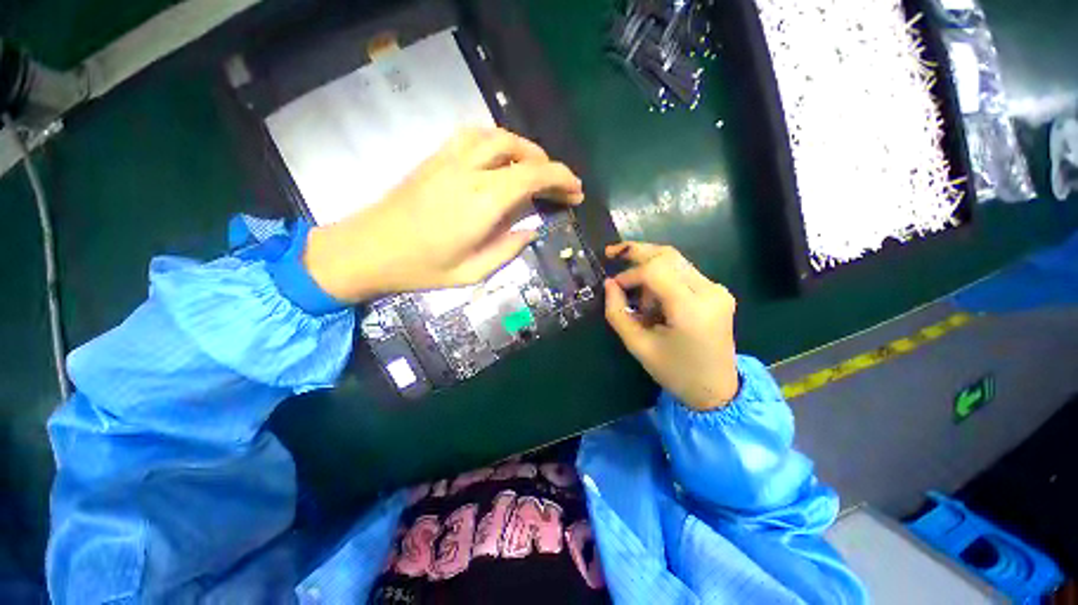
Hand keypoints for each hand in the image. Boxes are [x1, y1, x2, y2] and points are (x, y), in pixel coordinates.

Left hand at [303, 128, 583, 302]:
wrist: (368, 249)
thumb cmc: (422, 268)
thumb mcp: (473, 272)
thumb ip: (508, 249)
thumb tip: (531, 230)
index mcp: (482, 203)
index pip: (533, 176)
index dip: (561, 179)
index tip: (576, 191)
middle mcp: (470, 172)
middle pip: (520, 152)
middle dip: (548, 166)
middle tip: (560, 187)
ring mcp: (449, 160)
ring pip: (497, 136)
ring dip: (525, 150)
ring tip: (536, 170)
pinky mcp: (435, 158)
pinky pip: (473, 136)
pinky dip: (498, 143)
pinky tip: (502, 160)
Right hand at [603, 242, 738, 410]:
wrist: (717, 390)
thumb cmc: (675, 372)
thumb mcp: (638, 346)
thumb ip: (618, 313)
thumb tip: (609, 284)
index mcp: (691, 309)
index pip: (655, 270)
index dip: (629, 273)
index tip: (613, 287)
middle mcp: (710, 291)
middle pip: (668, 255)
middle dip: (637, 251)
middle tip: (611, 252)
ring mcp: (717, 289)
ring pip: (675, 260)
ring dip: (649, 268)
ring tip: (637, 296)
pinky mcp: (717, 292)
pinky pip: (683, 272)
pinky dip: (662, 277)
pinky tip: (654, 298)